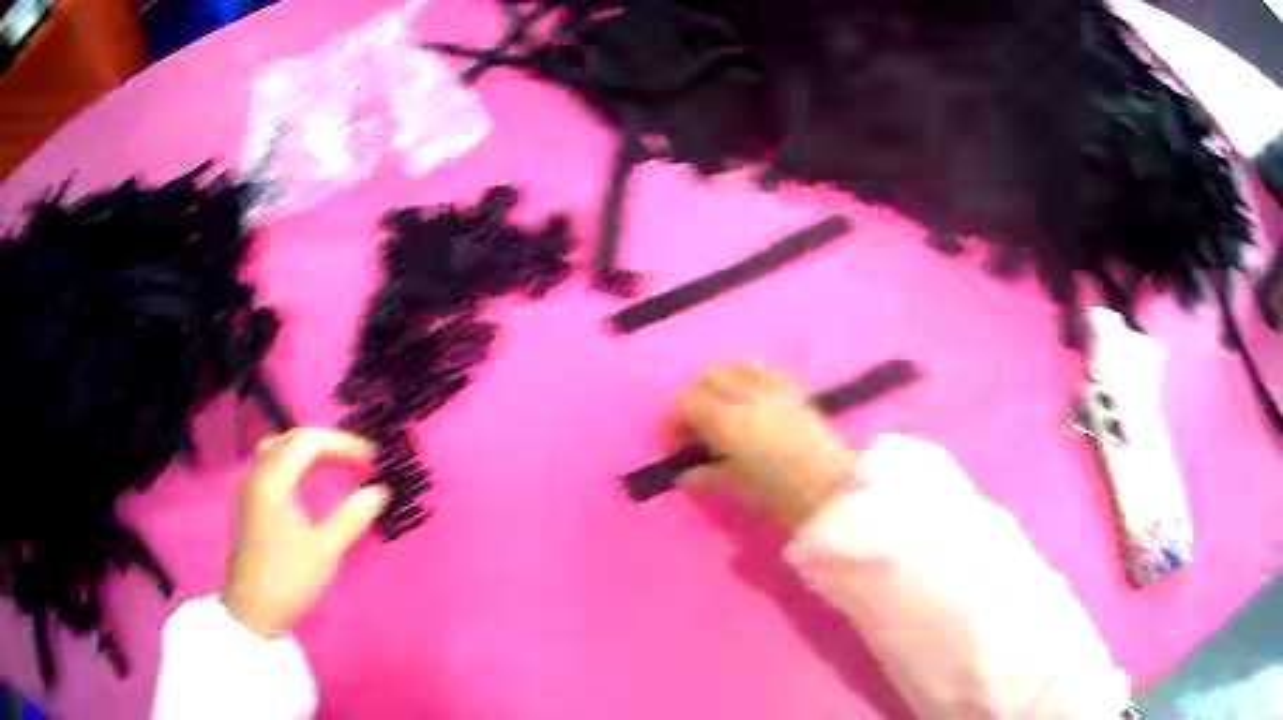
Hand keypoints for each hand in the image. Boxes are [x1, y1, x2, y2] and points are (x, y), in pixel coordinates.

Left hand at [222, 428, 388, 637]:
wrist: (253, 612)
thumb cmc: (288, 580)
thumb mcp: (325, 551)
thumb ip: (351, 517)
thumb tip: (378, 491)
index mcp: (273, 480)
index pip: (308, 441)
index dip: (342, 443)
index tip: (372, 458)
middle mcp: (258, 474)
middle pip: (292, 440)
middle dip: (328, 444)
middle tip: (359, 459)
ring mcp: (251, 487)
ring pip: (280, 450)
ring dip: (310, 451)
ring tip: (338, 465)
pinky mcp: (251, 502)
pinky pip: (274, 465)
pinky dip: (297, 464)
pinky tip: (312, 482)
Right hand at [667, 362, 859, 531]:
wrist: (834, 491)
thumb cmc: (781, 496)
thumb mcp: (737, 489)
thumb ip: (706, 476)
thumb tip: (685, 473)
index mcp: (729, 421)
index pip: (687, 403)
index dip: (673, 421)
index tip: (672, 446)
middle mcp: (749, 396)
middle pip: (708, 376)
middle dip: (693, 397)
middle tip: (692, 427)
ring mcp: (775, 389)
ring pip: (736, 366)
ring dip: (719, 382)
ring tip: (719, 409)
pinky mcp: (795, 391)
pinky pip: (764, 370)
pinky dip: (747, 377)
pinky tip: (750, 401)